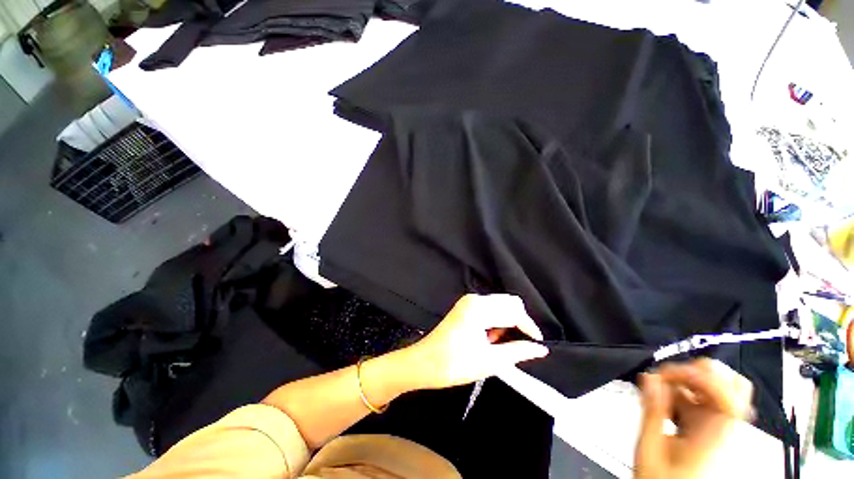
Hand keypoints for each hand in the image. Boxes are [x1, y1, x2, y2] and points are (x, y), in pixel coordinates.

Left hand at [402, 294, 548, 389]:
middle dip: (518, 322)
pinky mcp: (465, 306)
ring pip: (500, 304)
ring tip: (497, 343)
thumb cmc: (454, 364)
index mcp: (479, 308)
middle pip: (508, 302)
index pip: (514, 311)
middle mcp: (474, 299)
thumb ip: (517, 351)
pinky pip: (490, 307)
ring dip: (506, 321)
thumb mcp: (489, 361)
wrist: (424, 363)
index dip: (529, 327)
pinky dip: (496, 320)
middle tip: (516, 344)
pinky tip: (489, 337)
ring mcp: (468, 301)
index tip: (538, 343)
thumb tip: (541, 348)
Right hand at [635, 359, 753, 478]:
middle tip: (669, 376)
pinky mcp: (704, 429)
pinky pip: (699, 400)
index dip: (703, 375)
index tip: (670, 374)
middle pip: (730, 385)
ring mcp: (715, 428)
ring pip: (712, 389)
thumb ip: (653, 411)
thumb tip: (650, 378)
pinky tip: (662, 400)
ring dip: (685, 381)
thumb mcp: (650, 448)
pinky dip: (680, 392)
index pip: (730, 394)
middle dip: (698, 372)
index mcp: (716, 436)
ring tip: (659, 387)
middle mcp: (722, 429)